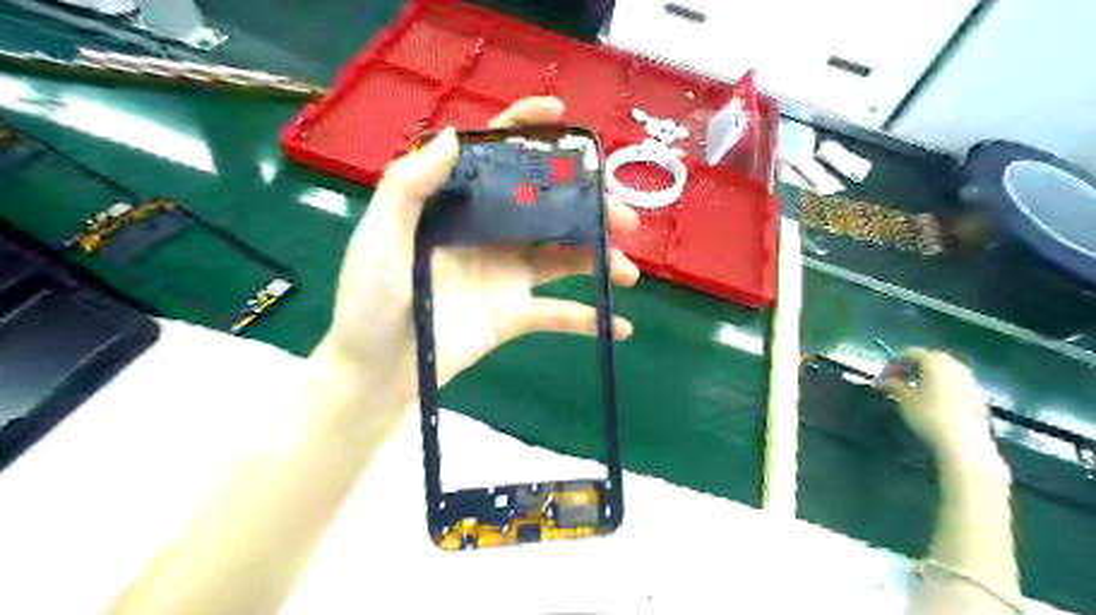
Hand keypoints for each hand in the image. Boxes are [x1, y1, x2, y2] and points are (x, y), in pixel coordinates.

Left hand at [316, 95, 643, 402]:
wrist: (378, 373)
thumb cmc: (369, 304)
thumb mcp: (378, 241)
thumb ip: (408, 188)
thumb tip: (453, 136)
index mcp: (458, 208)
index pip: (496, 158)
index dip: (527, 131)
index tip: (563, 117)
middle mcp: (489, 234)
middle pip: (547, 208)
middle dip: (590, 206)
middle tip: (625, 217)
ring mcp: (506, 275)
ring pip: (563, 257)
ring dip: (600, 260)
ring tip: (628, 271)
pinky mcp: (514, 314)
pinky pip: (558, 313)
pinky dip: (589, 319)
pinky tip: (619, 326)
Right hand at [880, 349, 998, 462]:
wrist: (964, 443)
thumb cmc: (929, 416)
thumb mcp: (904, 399)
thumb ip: (891, 385)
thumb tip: (879, 381)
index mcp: (934, 360)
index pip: (908, 353)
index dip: (893, 364)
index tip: (883, 378)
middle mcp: (953, 364)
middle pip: (927, 358)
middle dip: (910, 368)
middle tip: (897, 383)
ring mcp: (968, 378)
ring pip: (941, 370)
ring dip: (925, 377)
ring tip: (913, 393)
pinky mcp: (977, 393)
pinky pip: (952, 382)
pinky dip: (939, 385)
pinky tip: (933, 402)